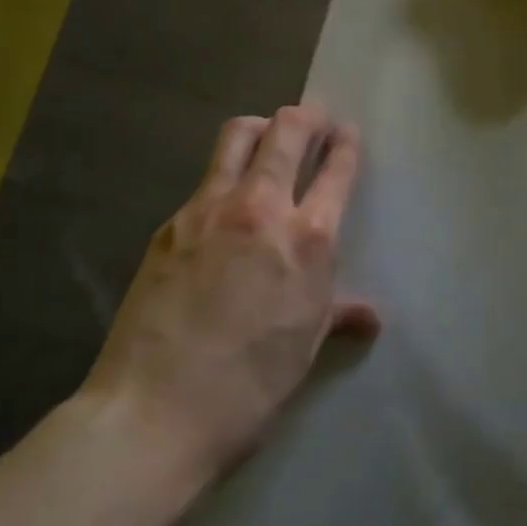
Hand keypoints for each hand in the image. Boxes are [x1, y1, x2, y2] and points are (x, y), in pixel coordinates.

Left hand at [83, 105, 379, 477]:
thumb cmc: (249, 386)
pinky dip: (224, 174)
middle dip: (306, 115)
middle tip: (313, 116)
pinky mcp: (171, 223)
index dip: (345, 144)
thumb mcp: (304, 345)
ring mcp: (210, 209)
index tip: (346, 132)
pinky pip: (204, 180)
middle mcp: (261, 207)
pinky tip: (223, 203)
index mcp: (308, 238)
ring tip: (267, 135)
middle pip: (287, 131)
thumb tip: (370, 315)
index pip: (336, 170)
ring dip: (260, 127)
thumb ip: (337, 312)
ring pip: (238, 136)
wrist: (156, 410)